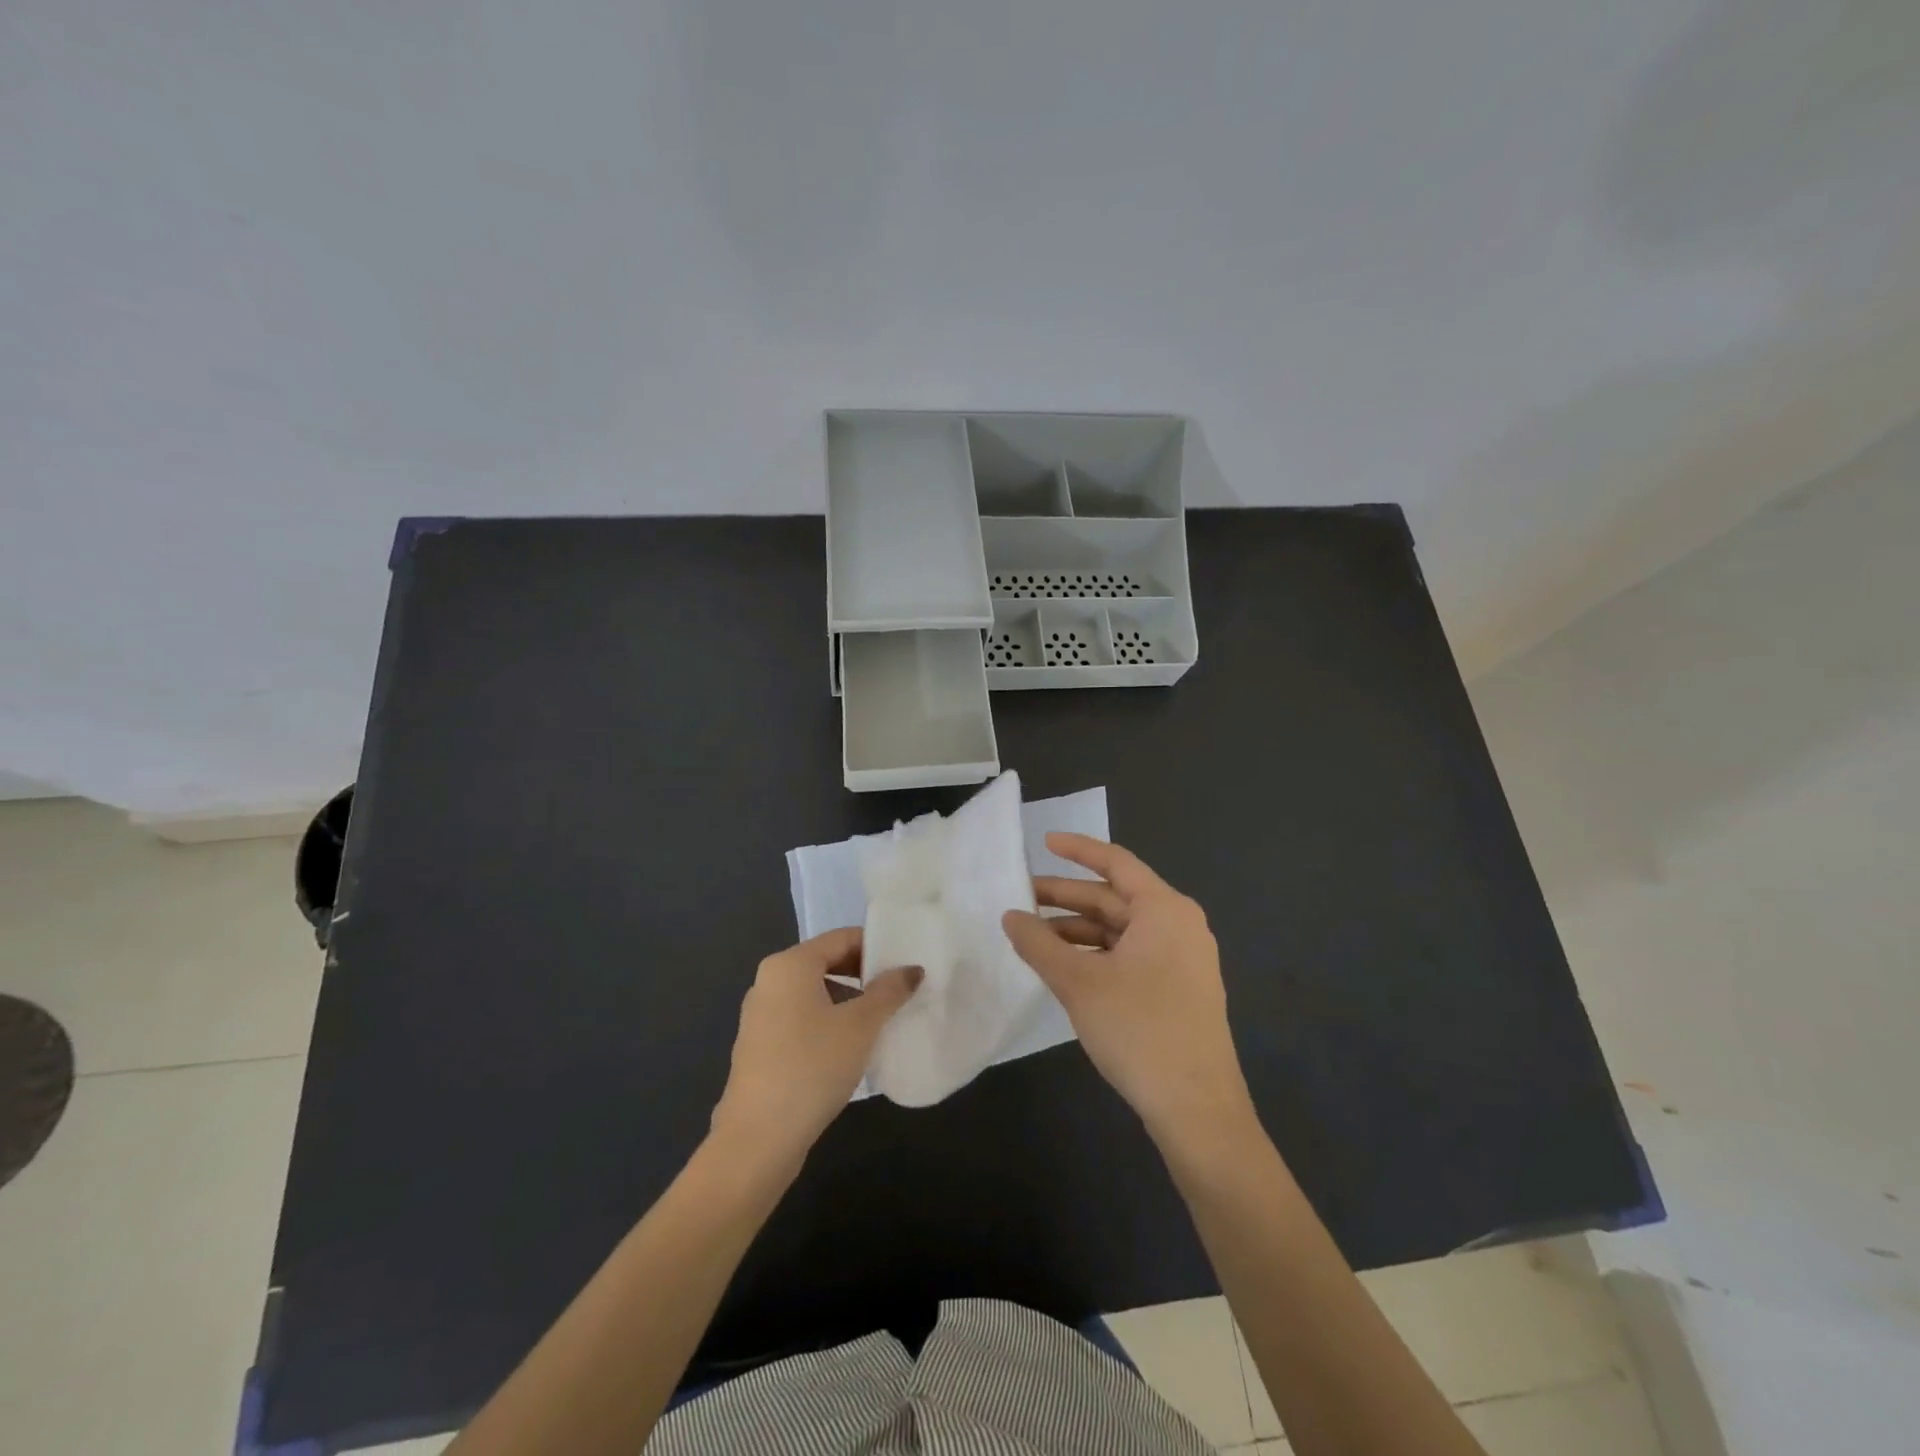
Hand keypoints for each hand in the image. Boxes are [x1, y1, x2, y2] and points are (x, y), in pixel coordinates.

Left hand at [710, 928, 921, 1166]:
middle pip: (826, 962)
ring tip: (880, 1022)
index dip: (876, 946)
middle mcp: (769, 981)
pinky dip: (828, 1022)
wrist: (757, 1139)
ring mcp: (760, 1015)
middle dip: (864, 974)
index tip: (906, 964)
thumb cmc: (812, 1067)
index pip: (841, 938)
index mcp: (789, 965)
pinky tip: (850, 1049)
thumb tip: (912, 970)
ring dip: (848, 1001)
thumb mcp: (861, 1026)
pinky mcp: (759, 1047)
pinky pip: (801, 1019)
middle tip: (899, 992)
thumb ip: (889, 991)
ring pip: (814, 993)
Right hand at [1002, 835, 1254, 1148]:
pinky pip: (1130, 955)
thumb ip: (1039, 944)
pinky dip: (1096, 954)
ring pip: (1120, 930)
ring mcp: (1182, 959)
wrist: (1197, 1110)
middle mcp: (1179, 925)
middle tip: (1022, 898)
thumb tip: (1010, 916)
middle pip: (1115, 898)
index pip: (1116, 863)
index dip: (1078, 850)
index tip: (1044, 842)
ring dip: (1078, 930)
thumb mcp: (1079, 983)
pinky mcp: (1178, 989)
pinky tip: (1064, 967)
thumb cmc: (1139, 1030)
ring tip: (1033, 938)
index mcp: (1165, 910)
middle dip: (1067, 897)